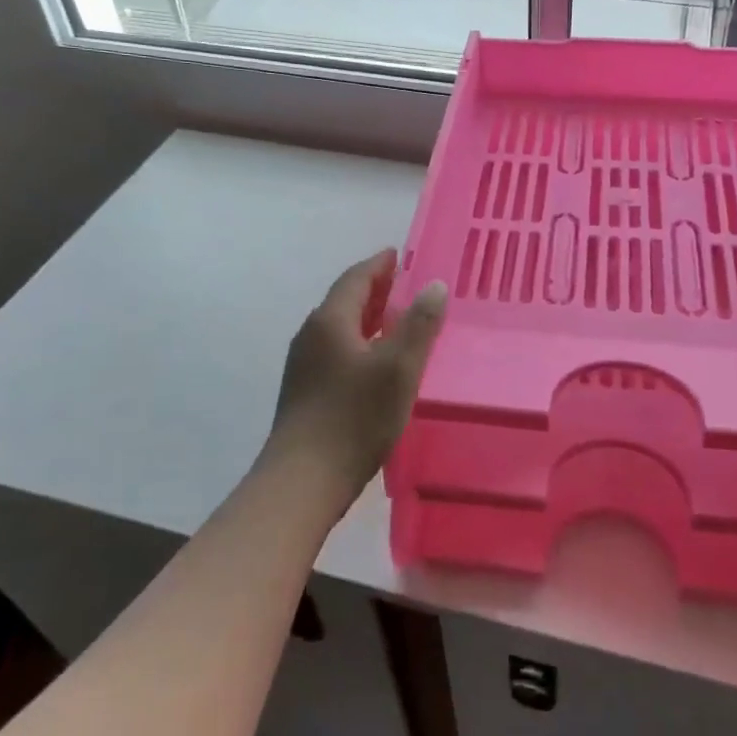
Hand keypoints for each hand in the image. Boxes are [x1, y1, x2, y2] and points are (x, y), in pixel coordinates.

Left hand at [263, 249, 447, 503]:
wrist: (303, 481)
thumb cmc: (355, 418)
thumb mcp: (398, 368)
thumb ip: (419, 324)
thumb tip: (433, 284)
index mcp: (330, 321)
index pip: (356, 278)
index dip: (379, 264)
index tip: (399, 254)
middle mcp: (311, 335)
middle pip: (345, 300)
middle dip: (375, 289)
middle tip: (406, 285)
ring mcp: (304, 364)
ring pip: (340, 327)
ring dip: (368, 317)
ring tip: (398, 320)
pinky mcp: (305, 391)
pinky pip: (336, 350)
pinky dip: (360, 342)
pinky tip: (377, 362)